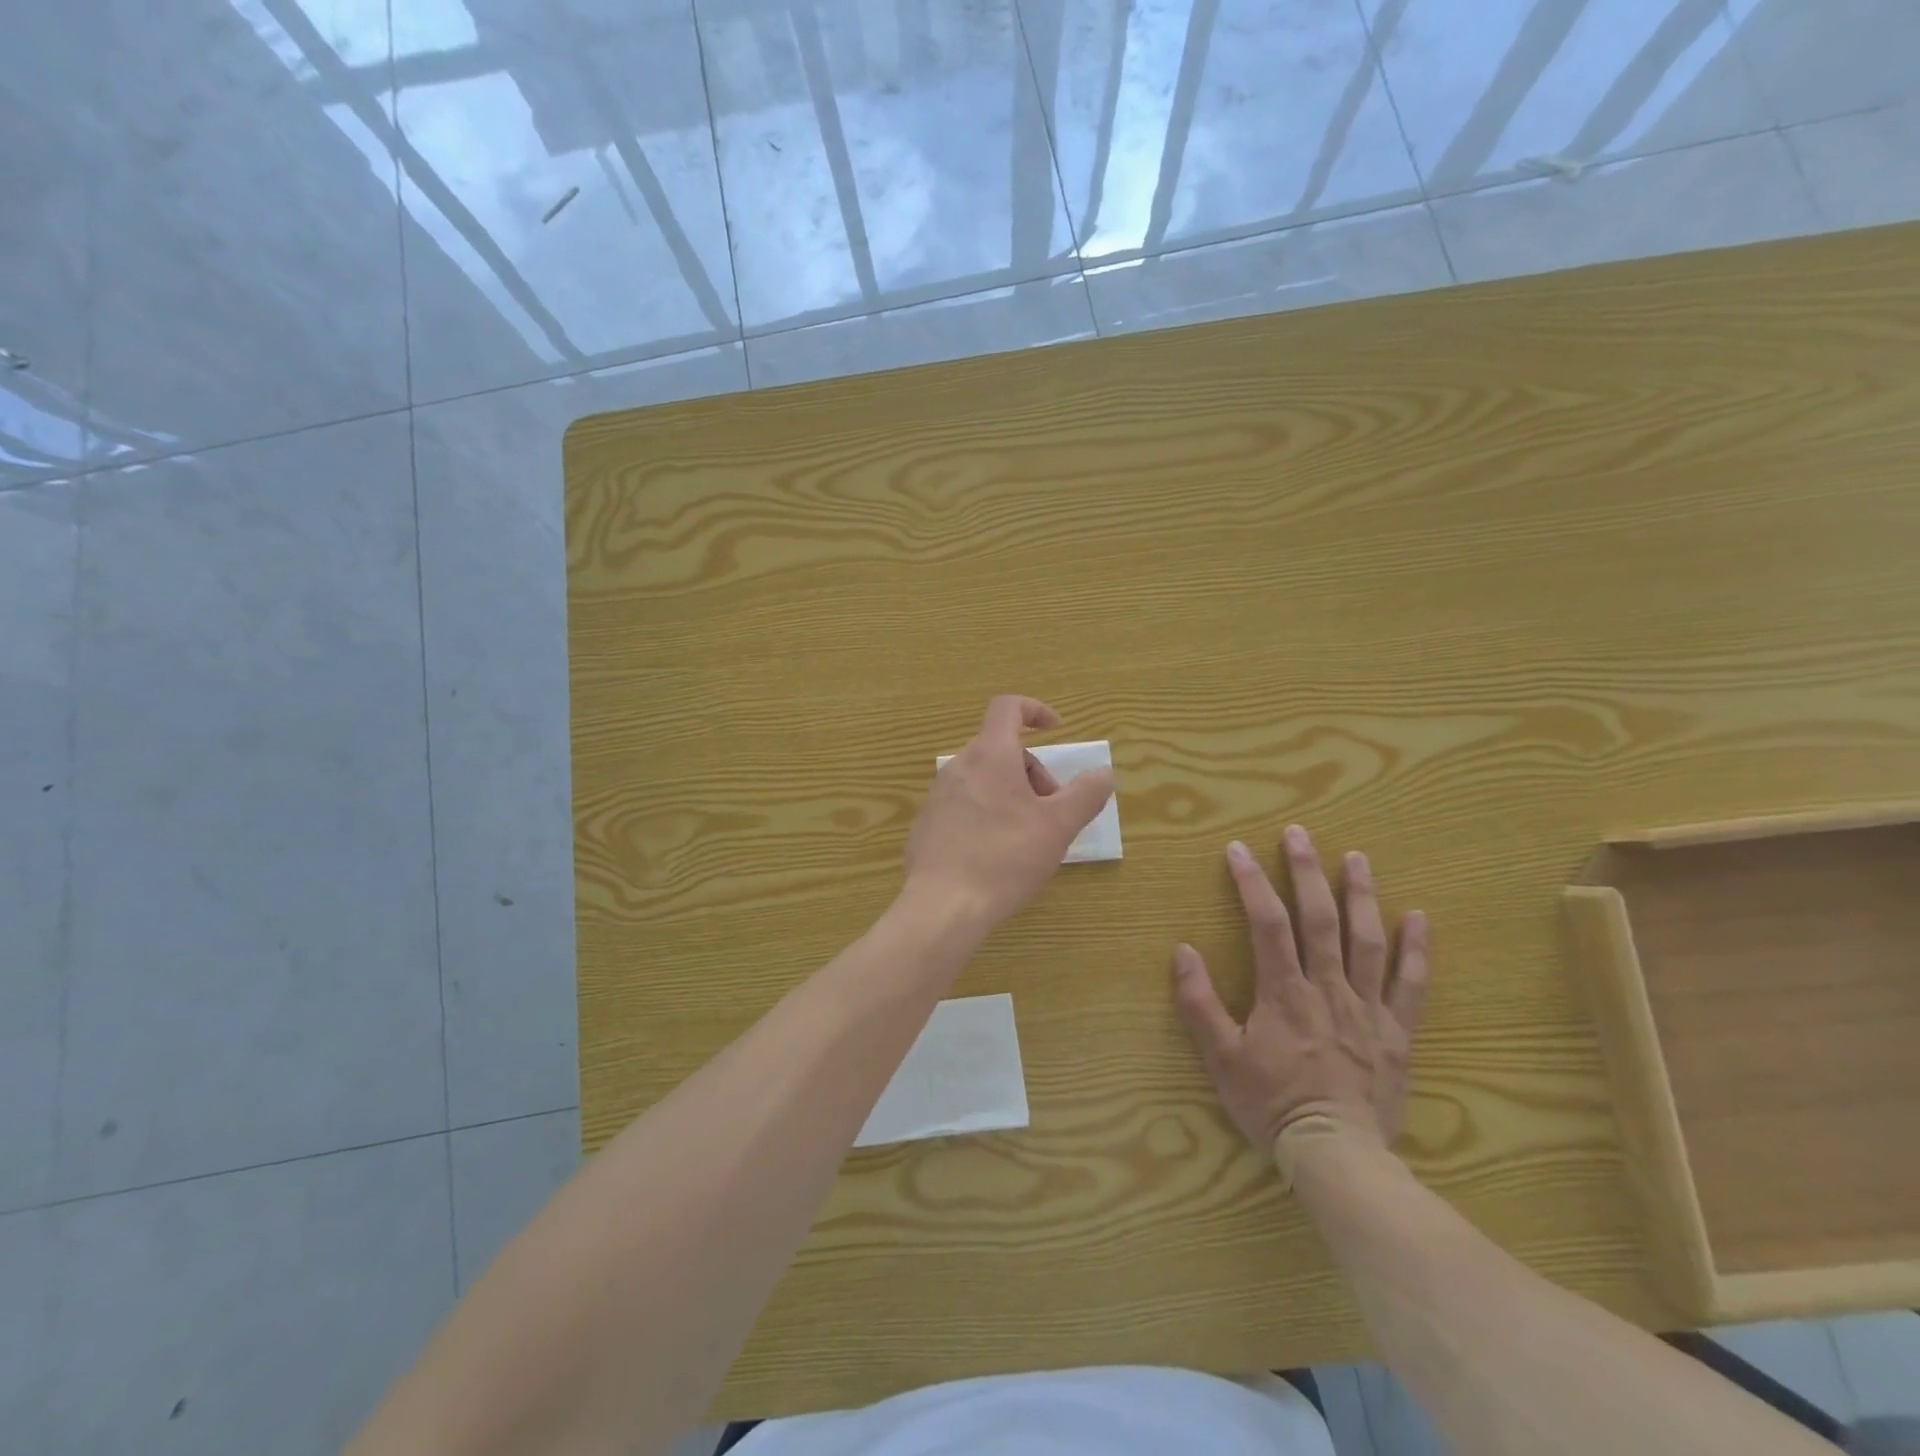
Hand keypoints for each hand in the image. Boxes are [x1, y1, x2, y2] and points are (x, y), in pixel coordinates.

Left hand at [903, 696, 1115, 932]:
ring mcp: (938, 795)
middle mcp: (959, 766)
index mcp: (990, 755)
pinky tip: (996, 855)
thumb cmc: (1005, 858)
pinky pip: (964, 804)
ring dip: (1012, 795)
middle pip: (1001, 749)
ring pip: (983, 779)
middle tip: (1051, 812)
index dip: (1035, 710)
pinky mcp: (927, 824)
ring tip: (1027, 837)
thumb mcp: (1058, 827)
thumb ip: (1086, 794)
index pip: (1007, 707)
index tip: (1057, 731)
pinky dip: (987, 814)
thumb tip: (1103, 772)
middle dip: (1033, 772)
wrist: (942, 906)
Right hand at [1172, 825, 1429, 1157]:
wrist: (1336, 1155)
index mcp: (1284, 993)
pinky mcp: (1396, 1032)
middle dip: (1307, 872)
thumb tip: (1184, 950)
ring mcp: (1367, 1008)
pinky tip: (1419, 915)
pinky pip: (1411, 985)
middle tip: (1299, 834)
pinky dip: (1417, 949)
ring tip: (1357, 857)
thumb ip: (1200, 1003)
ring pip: (1367, 941)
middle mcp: (1328, 988)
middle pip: (1319, 920)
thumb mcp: (1221, 1058)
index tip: (1239, 849)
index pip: (1268, 924)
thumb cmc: (1271, 1104)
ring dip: (1361, 895)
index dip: (1252, 883)